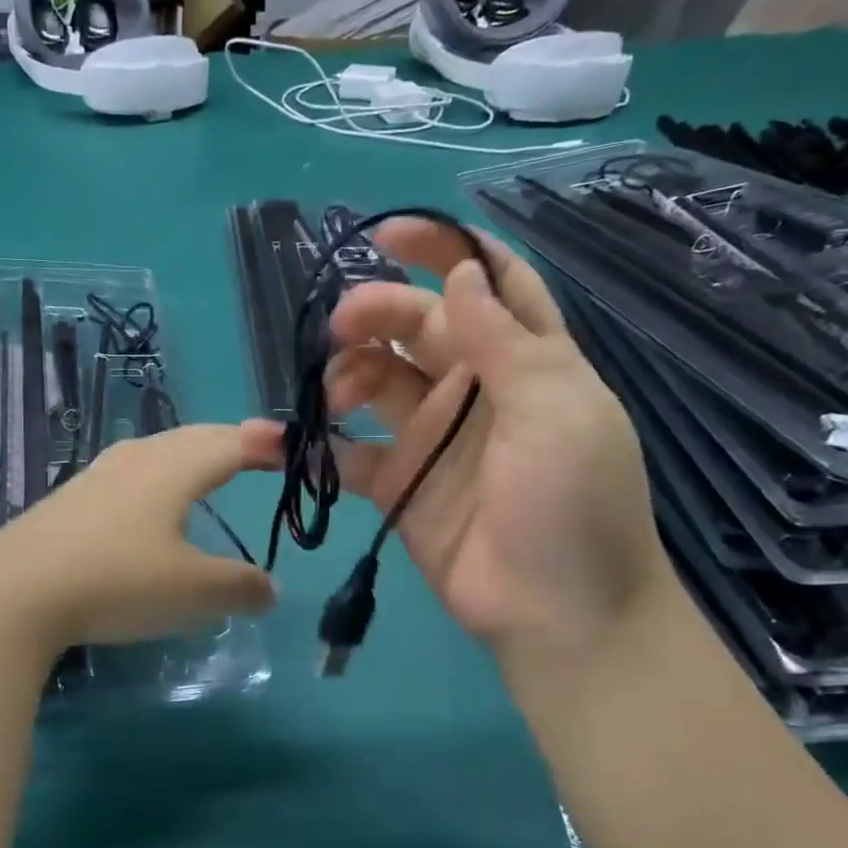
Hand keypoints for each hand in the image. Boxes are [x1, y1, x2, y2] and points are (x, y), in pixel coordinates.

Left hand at [0, 422, 280, 651]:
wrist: (13, 593)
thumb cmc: (117, 581)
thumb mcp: (193, 593)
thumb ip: (240, 587)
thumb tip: (269, 588)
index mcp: (173, 468)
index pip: (231, 442)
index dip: (265, 443)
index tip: (292, 448)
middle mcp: (134, 460)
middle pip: (192, 439)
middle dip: (230, 442)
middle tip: (257, 452)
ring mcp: (95, 478)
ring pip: (155, 454)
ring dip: (188, 457)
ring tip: (205, 473)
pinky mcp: (67, 502)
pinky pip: (126, 477)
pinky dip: (155, 481)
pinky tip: (146, 508)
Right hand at [325, 220, 670, 662]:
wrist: (556, 612)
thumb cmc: (571, 504)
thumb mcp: (554, 410)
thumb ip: (504, 341)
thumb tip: (461, 275)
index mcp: (527, 359)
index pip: (489, 283)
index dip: (446, 250)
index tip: (390, 235)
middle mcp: (476, 390)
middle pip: (420, 327)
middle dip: (378, 313)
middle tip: (340, 326)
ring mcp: (433, 438)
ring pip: (378, 381)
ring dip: (347, 373)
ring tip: (331, 393)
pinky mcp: (398, 484)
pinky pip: (348, 453)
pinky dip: (313, 445)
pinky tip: (276, 439)